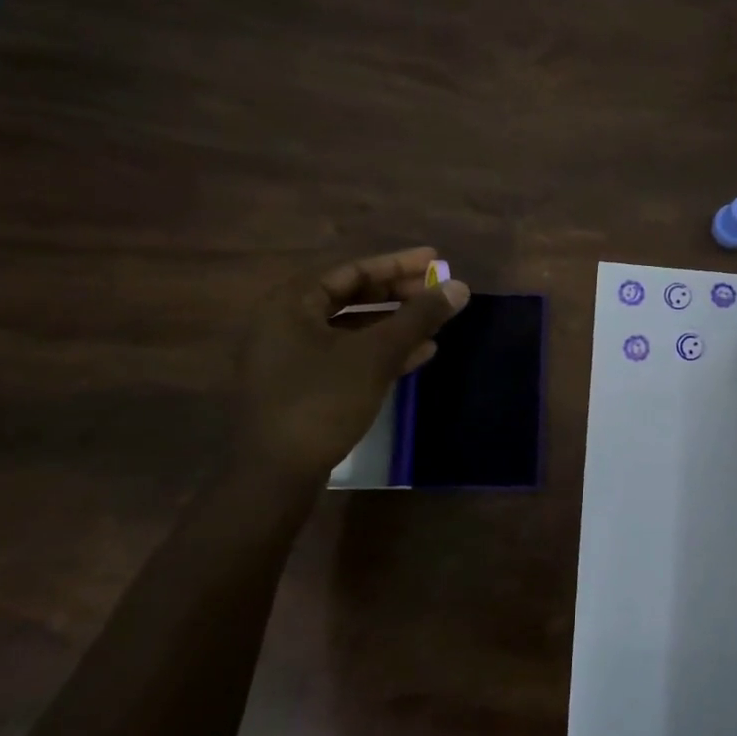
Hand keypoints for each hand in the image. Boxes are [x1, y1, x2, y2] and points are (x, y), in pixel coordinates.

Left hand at [236, 246, 468, 480]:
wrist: (276, 473)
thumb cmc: (322, 401)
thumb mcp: (376, 355)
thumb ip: (418, 318)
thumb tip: (460, 287)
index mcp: (292, 303)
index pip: (353, 270)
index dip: (398, 264)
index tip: (435, 261)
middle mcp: (285, 322)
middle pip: (351, 297)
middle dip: (398, 295)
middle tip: (437, 292)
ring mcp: (291, 356)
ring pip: (351, 328)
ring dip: (394, 324)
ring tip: (434, 324)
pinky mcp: (301, 386)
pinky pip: (346, 355)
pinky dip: (379, 352)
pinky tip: (417, 356)